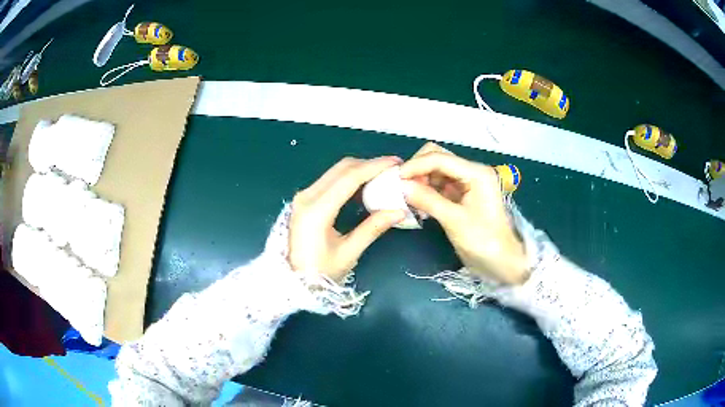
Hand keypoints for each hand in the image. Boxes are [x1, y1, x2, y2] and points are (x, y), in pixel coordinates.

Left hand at [289, 157, 405, 282]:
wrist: (291, 281)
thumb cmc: (319, 272)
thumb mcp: (349, 252)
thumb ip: (373, 228)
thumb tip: (399, 210)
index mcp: (317, 209)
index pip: (349, 177)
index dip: (375, 166)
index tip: (396, 163)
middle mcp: (307, 196)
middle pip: (342, 168)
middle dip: (370, 165)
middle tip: (393, 170)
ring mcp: (304, 196)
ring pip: (336, 172)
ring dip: (360, 170)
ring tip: (383, 177)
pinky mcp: (304, 200)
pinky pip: (330, 181)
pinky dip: (349, 179)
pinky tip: (365, 188)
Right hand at [400, 143, 529, 284]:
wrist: (501, 263)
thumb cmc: (484, 242)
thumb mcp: (455, 221)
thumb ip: (428, 200)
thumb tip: (400, 186)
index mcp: (476, 173)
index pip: (440, 158)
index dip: (416, 165)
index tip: (395, 179)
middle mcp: (471, 172)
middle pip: (437, 158)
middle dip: (418, 170)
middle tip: (402, 189)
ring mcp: (466, 183)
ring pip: (436, 172)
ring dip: (420, 181)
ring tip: (407, 198)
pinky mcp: (461, 196)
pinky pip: (438, 186)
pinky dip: (425, 191)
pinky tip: (417, 204)